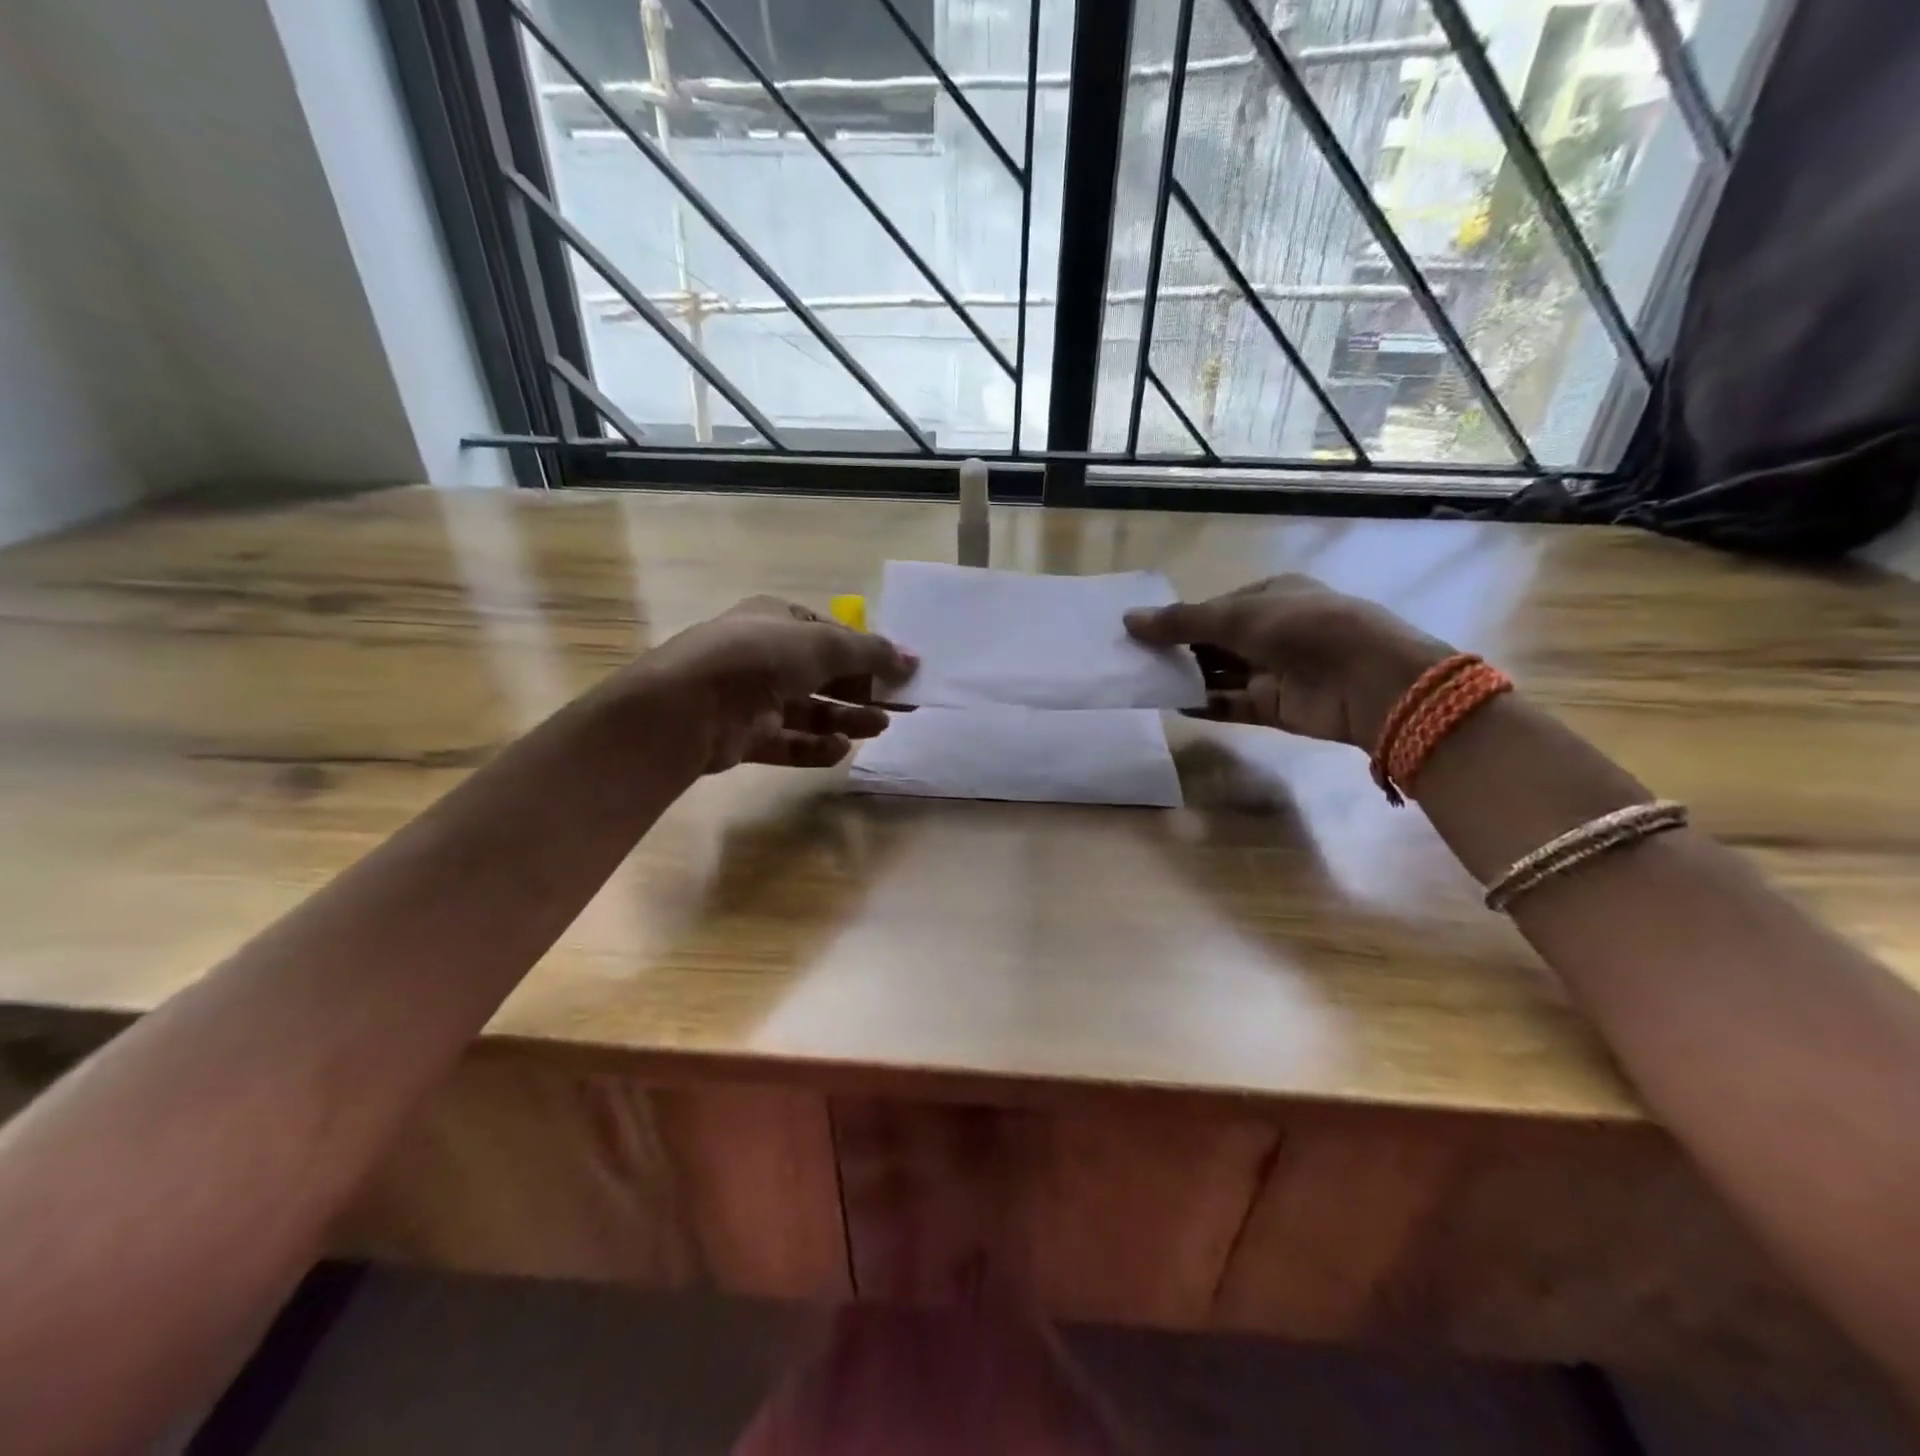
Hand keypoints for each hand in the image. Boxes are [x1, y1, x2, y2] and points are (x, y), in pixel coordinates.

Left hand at [639, 596, 916, 772]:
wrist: (688, 706)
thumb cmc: (759, 658)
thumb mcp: (823, 645)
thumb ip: (870, 653)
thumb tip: (912, 659)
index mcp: (776, 621)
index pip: (829, 634)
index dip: (866, 652)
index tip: (900, 671)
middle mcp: (763, 656)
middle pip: (823, 675)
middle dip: (862, 689)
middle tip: (900, 706)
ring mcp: (752, 698)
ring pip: (809, 711)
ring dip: (846, 719)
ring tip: (879, 727)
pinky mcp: (745, 737)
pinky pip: (789, 742)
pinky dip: (815, 747)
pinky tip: (840, 750)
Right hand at [1124, 575, 1449, 749]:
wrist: (1366, 680)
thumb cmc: (1301, 628)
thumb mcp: (1236, 616)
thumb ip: (1180, 622)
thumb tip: (1127, 620)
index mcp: (1271, 595)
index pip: (1216, 607)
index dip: (1181, 618)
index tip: (1143, 631)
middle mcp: (1272, 631)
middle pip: (1215, 642)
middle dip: (1179, 650)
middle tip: (1135, 659)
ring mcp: (1274, 670)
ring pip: (1220, 673)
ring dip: (1187, 678)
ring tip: (1145, 682)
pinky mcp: (1274, 707)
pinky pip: (1230, 704)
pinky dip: (1204, 705)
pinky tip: (1173, 705)